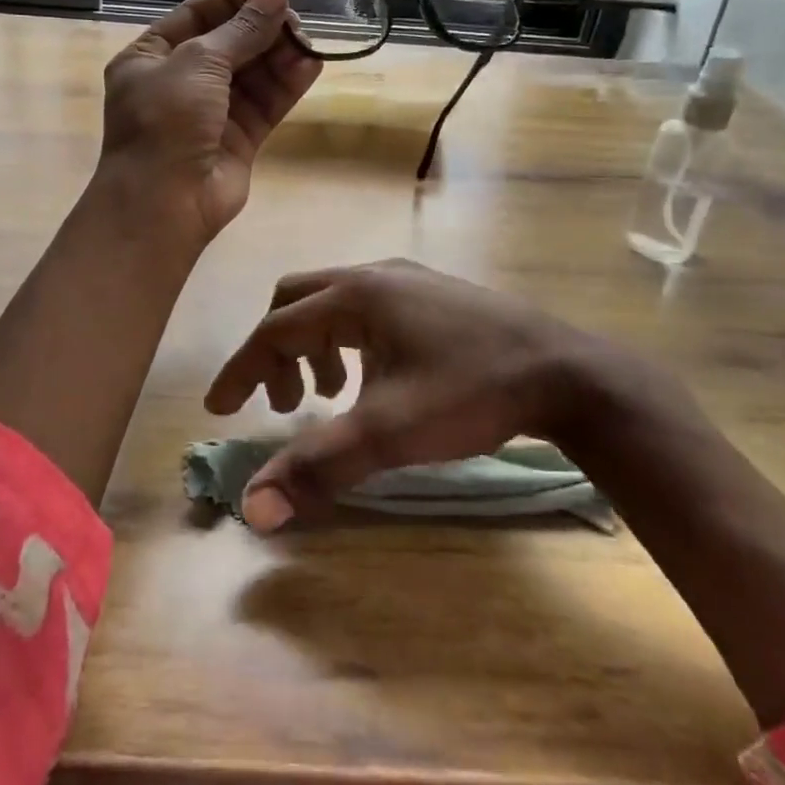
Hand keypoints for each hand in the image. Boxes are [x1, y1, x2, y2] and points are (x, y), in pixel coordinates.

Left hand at [98, 0, 322, 249]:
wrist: (164, 203)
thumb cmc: (166, 121)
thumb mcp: (197, 63)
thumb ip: (240, 31)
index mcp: (150, 58)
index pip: (195, 16)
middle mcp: (179, 82)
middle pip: (228, 43)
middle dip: (260, 27)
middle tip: (295, 14)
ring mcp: (210, 112)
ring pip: (251, 74)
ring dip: (278, 54)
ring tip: (307, 38)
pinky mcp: (238, 139)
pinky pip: (265, 103)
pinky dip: (287, 84)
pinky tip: (311, 64)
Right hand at [205, 259, 683, 531]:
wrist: (566, 373)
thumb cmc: (470, 393)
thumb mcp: (389, 433)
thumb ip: (318, 466)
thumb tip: (253, 508)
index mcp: (354, 296)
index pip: (275, 330)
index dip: (242, 370)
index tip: (219, 409)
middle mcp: (373, 275)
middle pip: (296, 302)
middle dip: (276, 352)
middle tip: (282, 406)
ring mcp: (407, 279)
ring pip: (333, 303)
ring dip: (314, 347)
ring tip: (329, 396)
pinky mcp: (433, 294)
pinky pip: (367, 309)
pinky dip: (349, 342)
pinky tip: (375, 380)